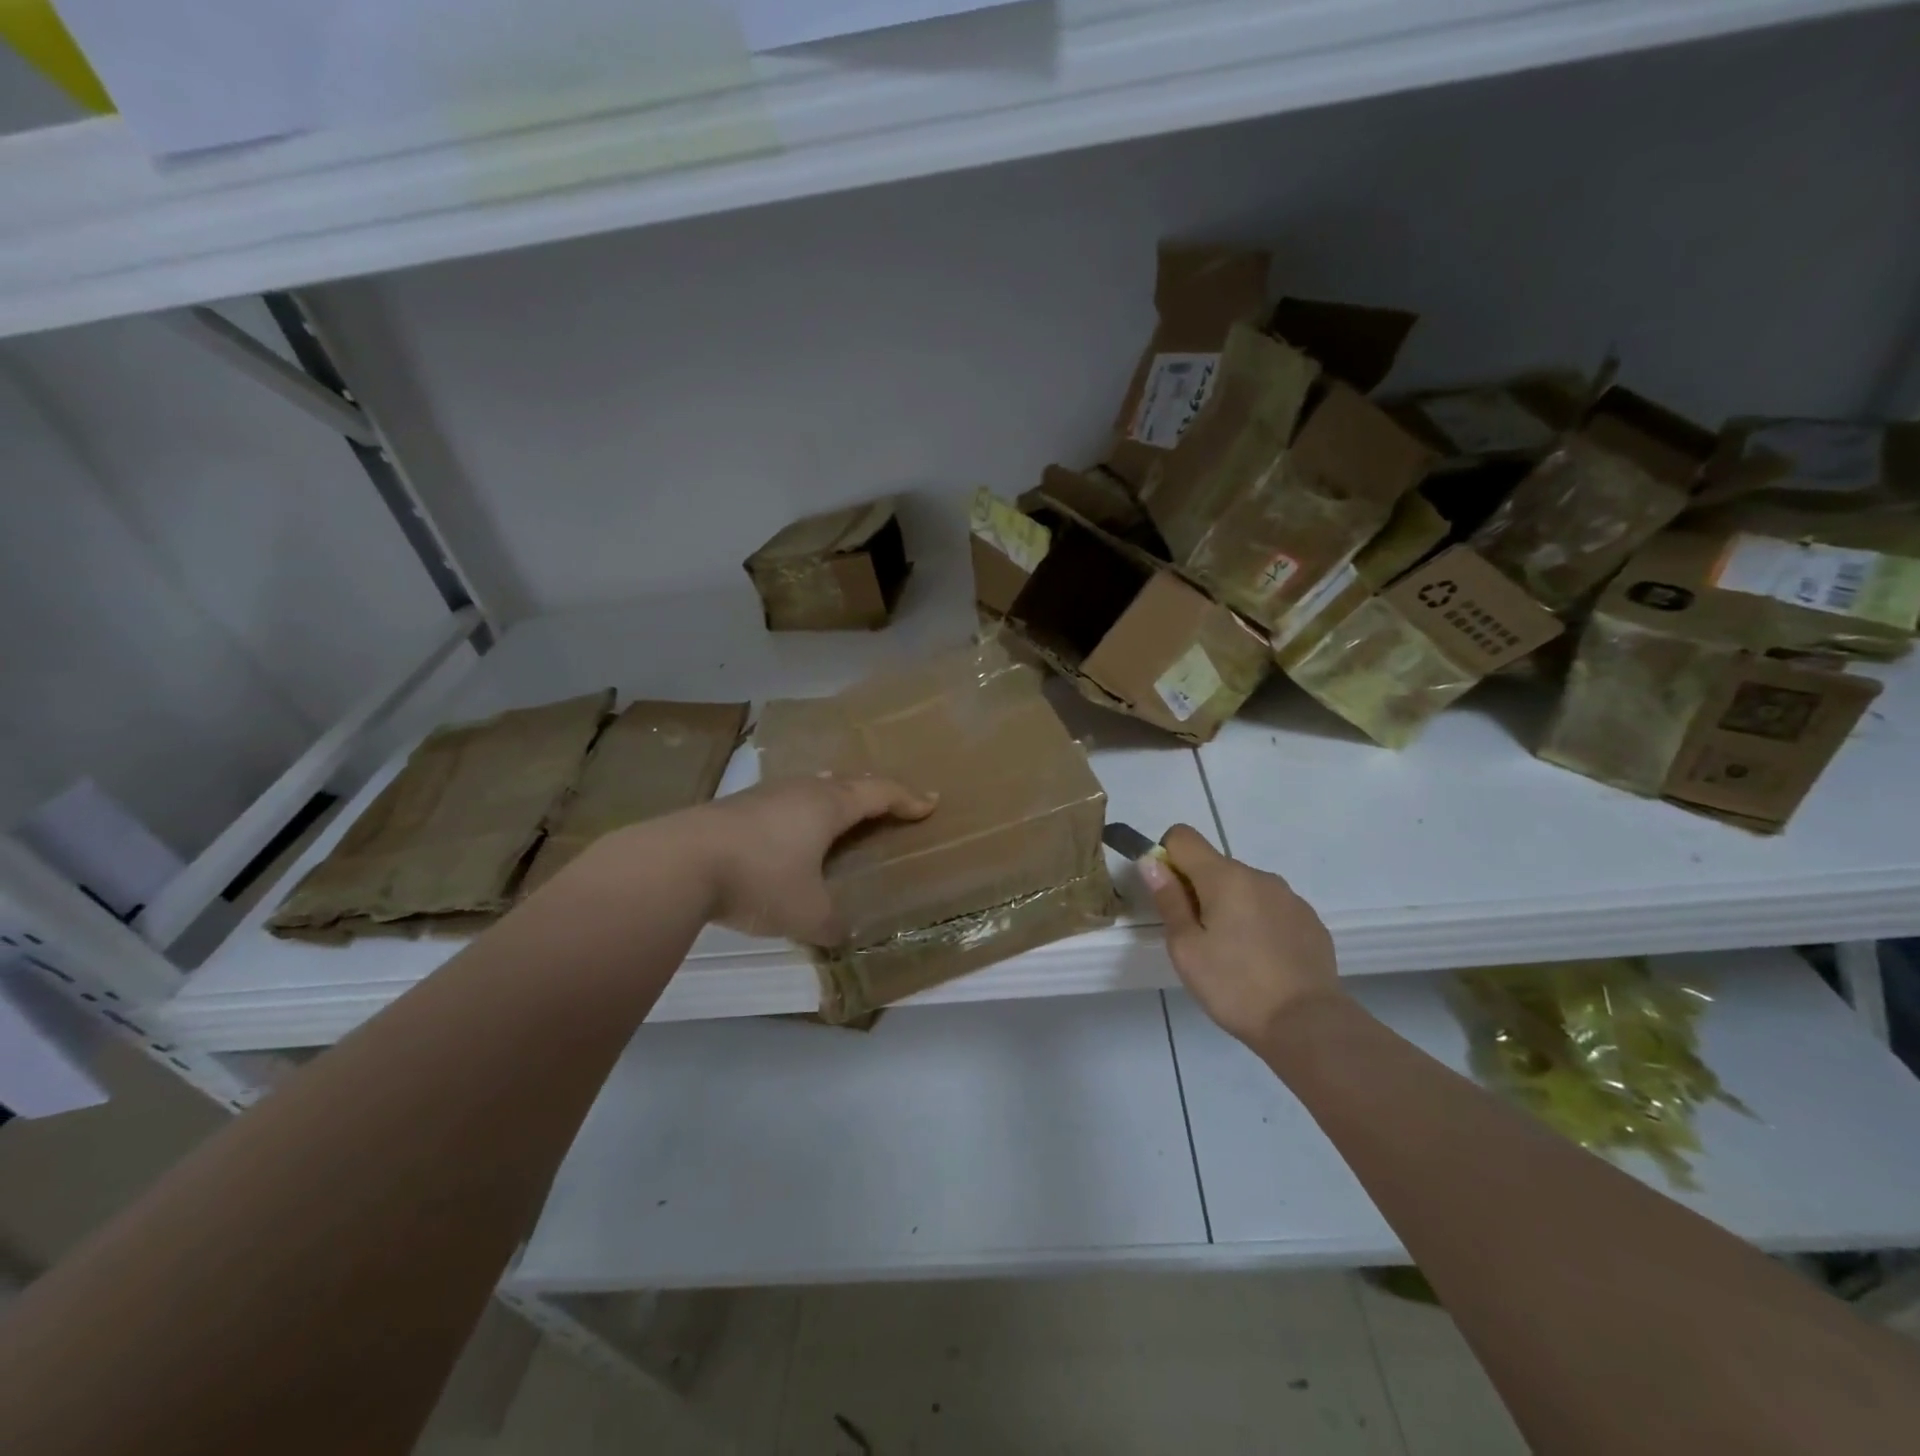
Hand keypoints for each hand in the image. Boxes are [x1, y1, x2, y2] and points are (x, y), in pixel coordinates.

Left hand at [683, 775, 935, 942]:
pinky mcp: (736, 807)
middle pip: (847, 783)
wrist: (679, 862)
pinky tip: (791, 834)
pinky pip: (785, 802)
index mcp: (828, 806)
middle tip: (889, 806)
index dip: (907, 799)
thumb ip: (831, 926)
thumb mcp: (806, 913)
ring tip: (841, 817)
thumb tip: (843, 936)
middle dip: (872, 793)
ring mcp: (765, 794)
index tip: (929, 803)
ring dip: (834, 801)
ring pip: (812, 789)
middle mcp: (801, 791)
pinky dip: (802, 814)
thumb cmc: (760, 879)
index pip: (879, 793)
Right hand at [1139, 824, 1341, 1045]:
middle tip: (1198, 939)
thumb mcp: (1186, 948)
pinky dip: (1258, 923)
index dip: (1167, 858)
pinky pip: (1270, 908)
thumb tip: (1151, 861)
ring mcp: (1289, 897)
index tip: (1170, 897)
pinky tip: (1262, 961)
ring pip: (1244, 888)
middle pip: (1214, 865)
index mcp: (1224, 877)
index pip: (1183, 836)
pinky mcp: (1309, 920)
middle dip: (1198, 890)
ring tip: (1232, 955)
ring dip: (1230, 907)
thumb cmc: (1234, 986)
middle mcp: (1259, 876)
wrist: (1308, 1025)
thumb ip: (1168, 900)